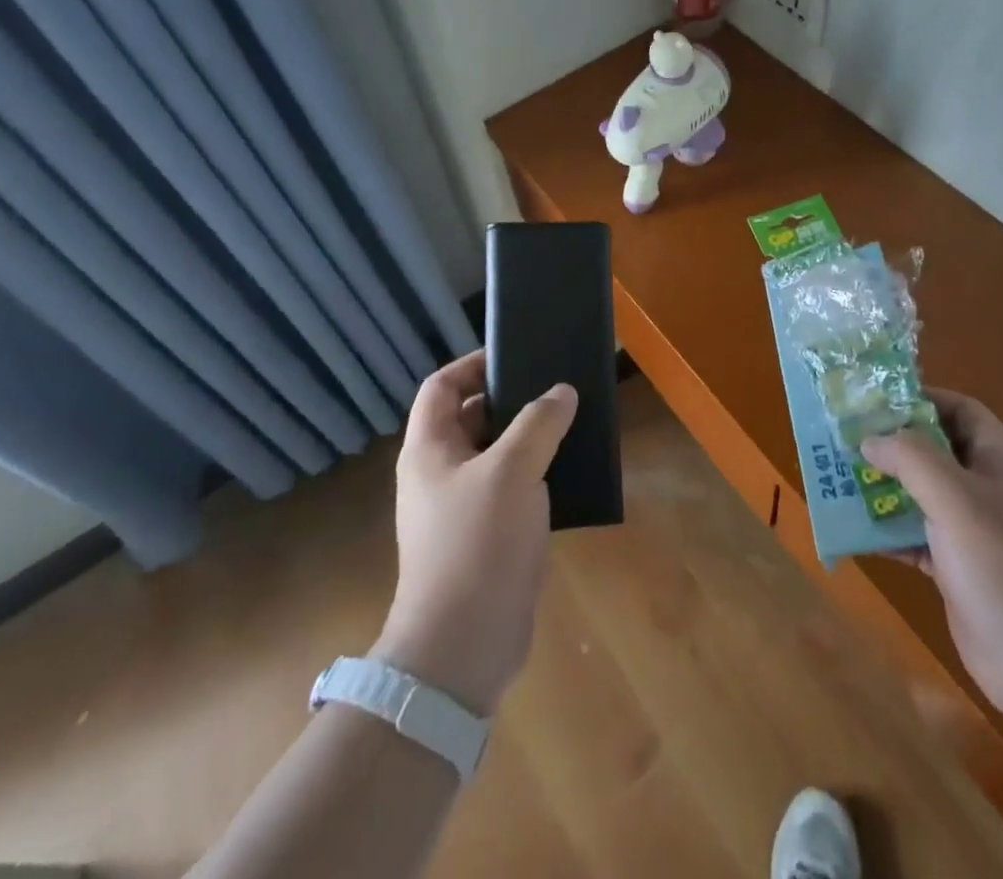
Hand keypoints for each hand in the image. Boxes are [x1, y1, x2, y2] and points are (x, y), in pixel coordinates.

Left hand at [371, 349, 576, 716]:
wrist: (463, 647)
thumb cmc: (478, 544)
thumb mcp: (512, 471)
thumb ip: (539, 423)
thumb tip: (562, 392)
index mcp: (430, 449)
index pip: (441, 386)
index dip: (473, 364)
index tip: (515, 356)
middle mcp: (440, 473)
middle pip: (473, 417)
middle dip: (513, 401)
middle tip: (557, 389)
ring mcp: (462, 508)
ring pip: (497, 455)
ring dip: (531, 439)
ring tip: (572, 425)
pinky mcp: (486, 537)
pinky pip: (512, 490)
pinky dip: (537, 475)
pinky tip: (571, 472)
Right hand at [863, 390, 1002, 729]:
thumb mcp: (954, 498)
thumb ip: (910, 457)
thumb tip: (869, 437)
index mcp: (995, 460)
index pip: (959, 409)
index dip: (921, 399)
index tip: (874, 401)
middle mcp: (984, 489)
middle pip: (932, 450)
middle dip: (890, 444)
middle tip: (843, 439)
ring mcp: (971, 531)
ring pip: (919, 494)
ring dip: (882, 487)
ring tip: (837, 479)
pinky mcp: (956, 568)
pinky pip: (914, 536)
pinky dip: (886, 531)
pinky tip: (854, 532)